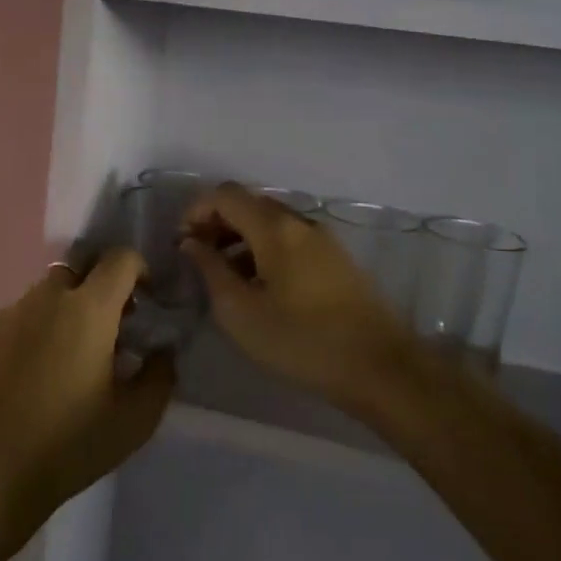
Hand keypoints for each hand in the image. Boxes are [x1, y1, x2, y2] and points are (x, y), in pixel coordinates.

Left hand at [0, 250, 173, 552]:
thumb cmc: (68, 445)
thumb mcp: (135, 419)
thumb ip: (160, 374)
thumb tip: (162, 349)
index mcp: (88, 309)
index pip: (120, 258)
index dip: (140, 270)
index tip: (148, 302)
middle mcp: (47, 298)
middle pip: (82, 269)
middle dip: (103, 288)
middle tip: (114, 329)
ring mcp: (11, 314)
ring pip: (50, 291)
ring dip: (71, 307)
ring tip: (77, 355)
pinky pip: (25, 314)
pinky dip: (43, 326)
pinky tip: (42, 372)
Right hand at [181, 183, 422, 415]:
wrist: (378, 367)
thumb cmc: (301, 340)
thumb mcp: (240, 312)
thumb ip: (210, 270)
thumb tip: (191, 243)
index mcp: (275, 228)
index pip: (225, 194)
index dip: (196, 210)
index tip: (181, 243)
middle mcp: (300, 222)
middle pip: (249, 204)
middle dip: (217, 223)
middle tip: (198, 259)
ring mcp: (322, 239)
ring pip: (270, 223)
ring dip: (240, 239)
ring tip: (224, 278)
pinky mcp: (336, 259)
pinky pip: (290, 240)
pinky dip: (264, 250)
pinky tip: (258, 287)